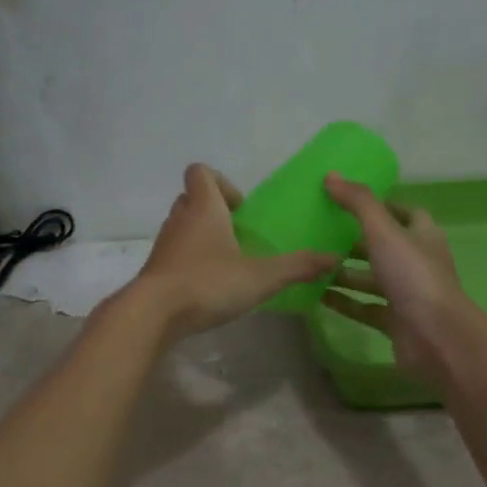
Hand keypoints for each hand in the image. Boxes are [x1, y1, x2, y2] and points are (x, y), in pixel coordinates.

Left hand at [129, 164, 337, 340]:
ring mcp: (164, 244)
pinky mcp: (156, 269)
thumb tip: (333, 258)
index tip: (240, 208)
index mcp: (204, 208)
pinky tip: (208, 284)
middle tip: (237, 234)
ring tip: (226, 261)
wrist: (153, 314)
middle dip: (214, 210)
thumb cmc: (208, 283)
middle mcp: (180, 219)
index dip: (221, 182)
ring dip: (201, 235)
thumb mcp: (261, 277)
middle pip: (191, 198)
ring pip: (182, 226)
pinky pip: (175, 253)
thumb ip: (297, 267)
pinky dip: (190, 260)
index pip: (200, 172)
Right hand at [321, 173, 475, 382]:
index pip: (405, 213)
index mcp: (422, 236)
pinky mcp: (395, 321)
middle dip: (354, 240)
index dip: (381, 206)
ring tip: (312, 263)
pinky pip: (364, 307)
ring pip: (372, 278)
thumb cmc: (413, 276)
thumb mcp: (384, 232)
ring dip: (345, 272)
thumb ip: (358, 203)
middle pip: (384, 246)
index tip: (349, 201)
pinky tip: (317, 296)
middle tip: (321, 232)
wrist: (436, 337)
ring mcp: (407, 294)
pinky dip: (344, 301)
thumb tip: (331, 175)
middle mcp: (416, 262)